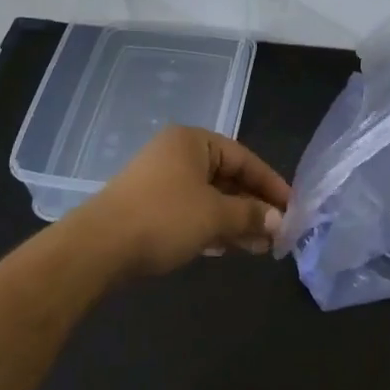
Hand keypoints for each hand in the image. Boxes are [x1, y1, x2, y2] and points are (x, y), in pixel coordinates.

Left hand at [72, 126, 290, 278]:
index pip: (244, 158)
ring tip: (258, 247)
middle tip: (276, 233)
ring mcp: (159, 180)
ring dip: (234, 220)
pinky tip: (225, 248)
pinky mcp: (147, 206)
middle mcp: (176, 153)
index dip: (270, 184)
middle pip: (227, 177)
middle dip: (253, 206)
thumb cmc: (164, 218)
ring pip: (209, 197)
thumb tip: (279, 221)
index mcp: (193, 141)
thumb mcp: (215, 216)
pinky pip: (190, 210)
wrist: (97, 248)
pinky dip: (210, 226)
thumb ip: (250, 215)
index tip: (291, 208)